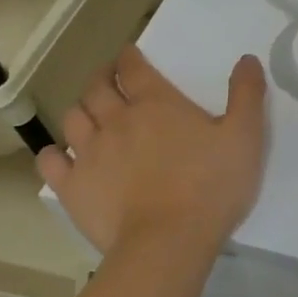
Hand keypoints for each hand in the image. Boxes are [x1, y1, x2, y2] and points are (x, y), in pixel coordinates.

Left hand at [37, 47, 267, 257]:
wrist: (168, 241)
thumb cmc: (212, 185)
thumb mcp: (245, 136)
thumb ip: (247, 94)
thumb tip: (247, 59)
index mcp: (157, 104)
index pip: (134, 68)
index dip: (130, 57)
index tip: (131, 54)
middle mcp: (116, 120)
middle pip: (98, 87)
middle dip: (103, 76)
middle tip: (111, 77)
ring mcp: (88, 154)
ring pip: (73, 118)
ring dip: (81, 108)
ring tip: (91, 113)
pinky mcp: (72, 187)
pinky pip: (50, 161)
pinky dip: (53, 153)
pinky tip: (61, 155)